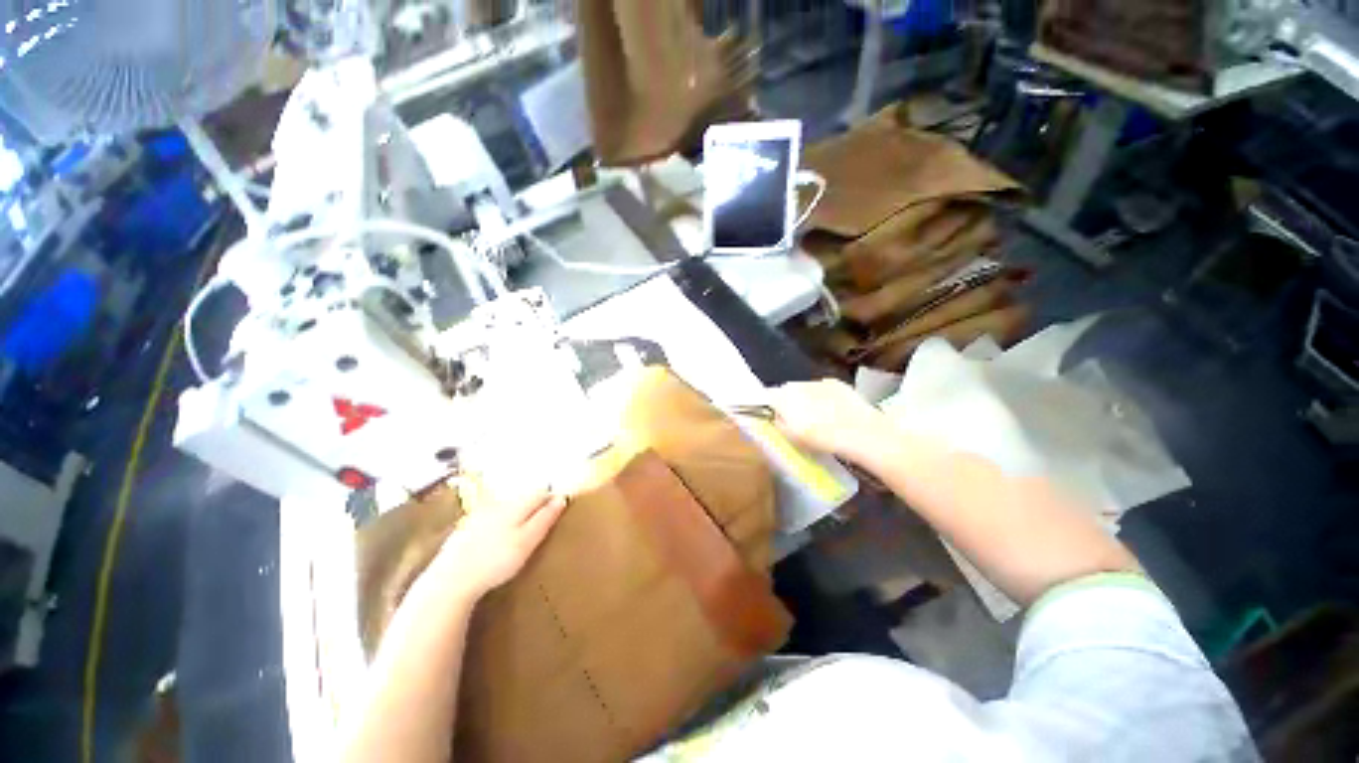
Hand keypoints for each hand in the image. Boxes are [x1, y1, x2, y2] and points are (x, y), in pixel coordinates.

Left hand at [430, 488, 567, 600]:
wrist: (451, 578)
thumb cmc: (495, 561)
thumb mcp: (527, 541)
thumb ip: (545, 518)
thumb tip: (562, 498)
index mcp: (516, 505)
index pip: (541, 492)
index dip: (552, 499)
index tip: (560, 511)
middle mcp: (500, 503)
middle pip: (524, 497)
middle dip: (536, 504)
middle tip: (544, 522)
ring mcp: (482, 514)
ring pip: (508, 506)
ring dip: (519, 512)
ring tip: (524, 531)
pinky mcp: (468, 527)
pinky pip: (493, 516)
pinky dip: (501, 522)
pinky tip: (499, 539)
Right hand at [768, 379, 888, 461]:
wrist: (861, 433)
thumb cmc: (822, 439)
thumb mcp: (793, 437)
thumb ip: (779, 423)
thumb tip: (775, 416)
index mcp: (784, 397)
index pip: (767, 395)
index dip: (769, 405)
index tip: (772, 415)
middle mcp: (798, 384)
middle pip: (786, 390)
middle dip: (788, 401)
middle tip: (795, 418)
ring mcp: (818, 381)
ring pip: (804, 388)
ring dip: (806, 398)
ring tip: (816, 415)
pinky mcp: (837, 383)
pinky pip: (822, 388)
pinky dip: (823, 396)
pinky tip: (832, 410)